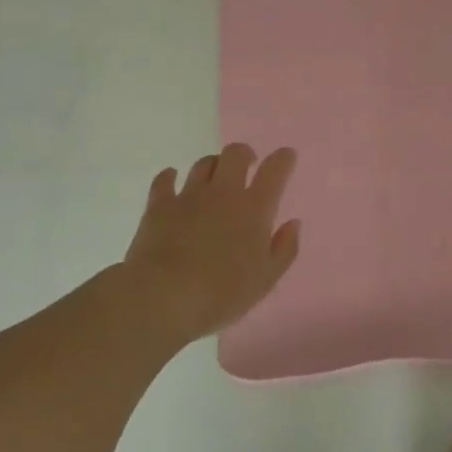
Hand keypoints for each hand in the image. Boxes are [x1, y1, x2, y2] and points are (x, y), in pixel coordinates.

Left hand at [121, 143, 301, 344]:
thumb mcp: (265, 280)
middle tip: (248, 164)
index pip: (274, 171)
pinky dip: (170, 175)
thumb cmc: (222, 294)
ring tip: (214, 176)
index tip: (287, 156)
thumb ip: (284, 249)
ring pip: (203, 164)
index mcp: (254, 210)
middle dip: (245, 154)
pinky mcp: (159, 206)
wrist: (164, 297)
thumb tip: (293, 224)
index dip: (283, 159)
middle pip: (235, 154)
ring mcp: (189, 196)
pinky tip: (171, 177)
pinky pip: (164, 180)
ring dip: (213, 165)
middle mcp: (223, 193)